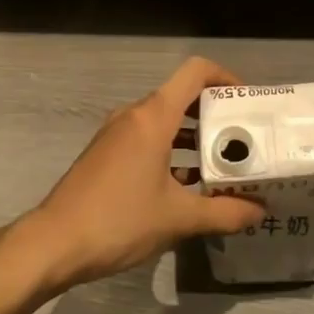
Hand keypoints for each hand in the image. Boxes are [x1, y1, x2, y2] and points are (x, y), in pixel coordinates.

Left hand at [16, 58, 265, 292]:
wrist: (54, 242)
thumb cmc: (120, 220)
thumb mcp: (179, 219)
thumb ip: (225, 212)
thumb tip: (259, 210)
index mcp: (152, 117)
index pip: (195, 72)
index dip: (225, 77)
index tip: (247, 103)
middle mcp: (133, 115)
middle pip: (181, 97)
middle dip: (215, 115)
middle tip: (245, 141)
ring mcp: (115, 133)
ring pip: (164, 121)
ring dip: (193, 138)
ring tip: (222, 166)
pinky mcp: (105, 153)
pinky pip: (146, 138)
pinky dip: (171, 151)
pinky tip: (186, 185)